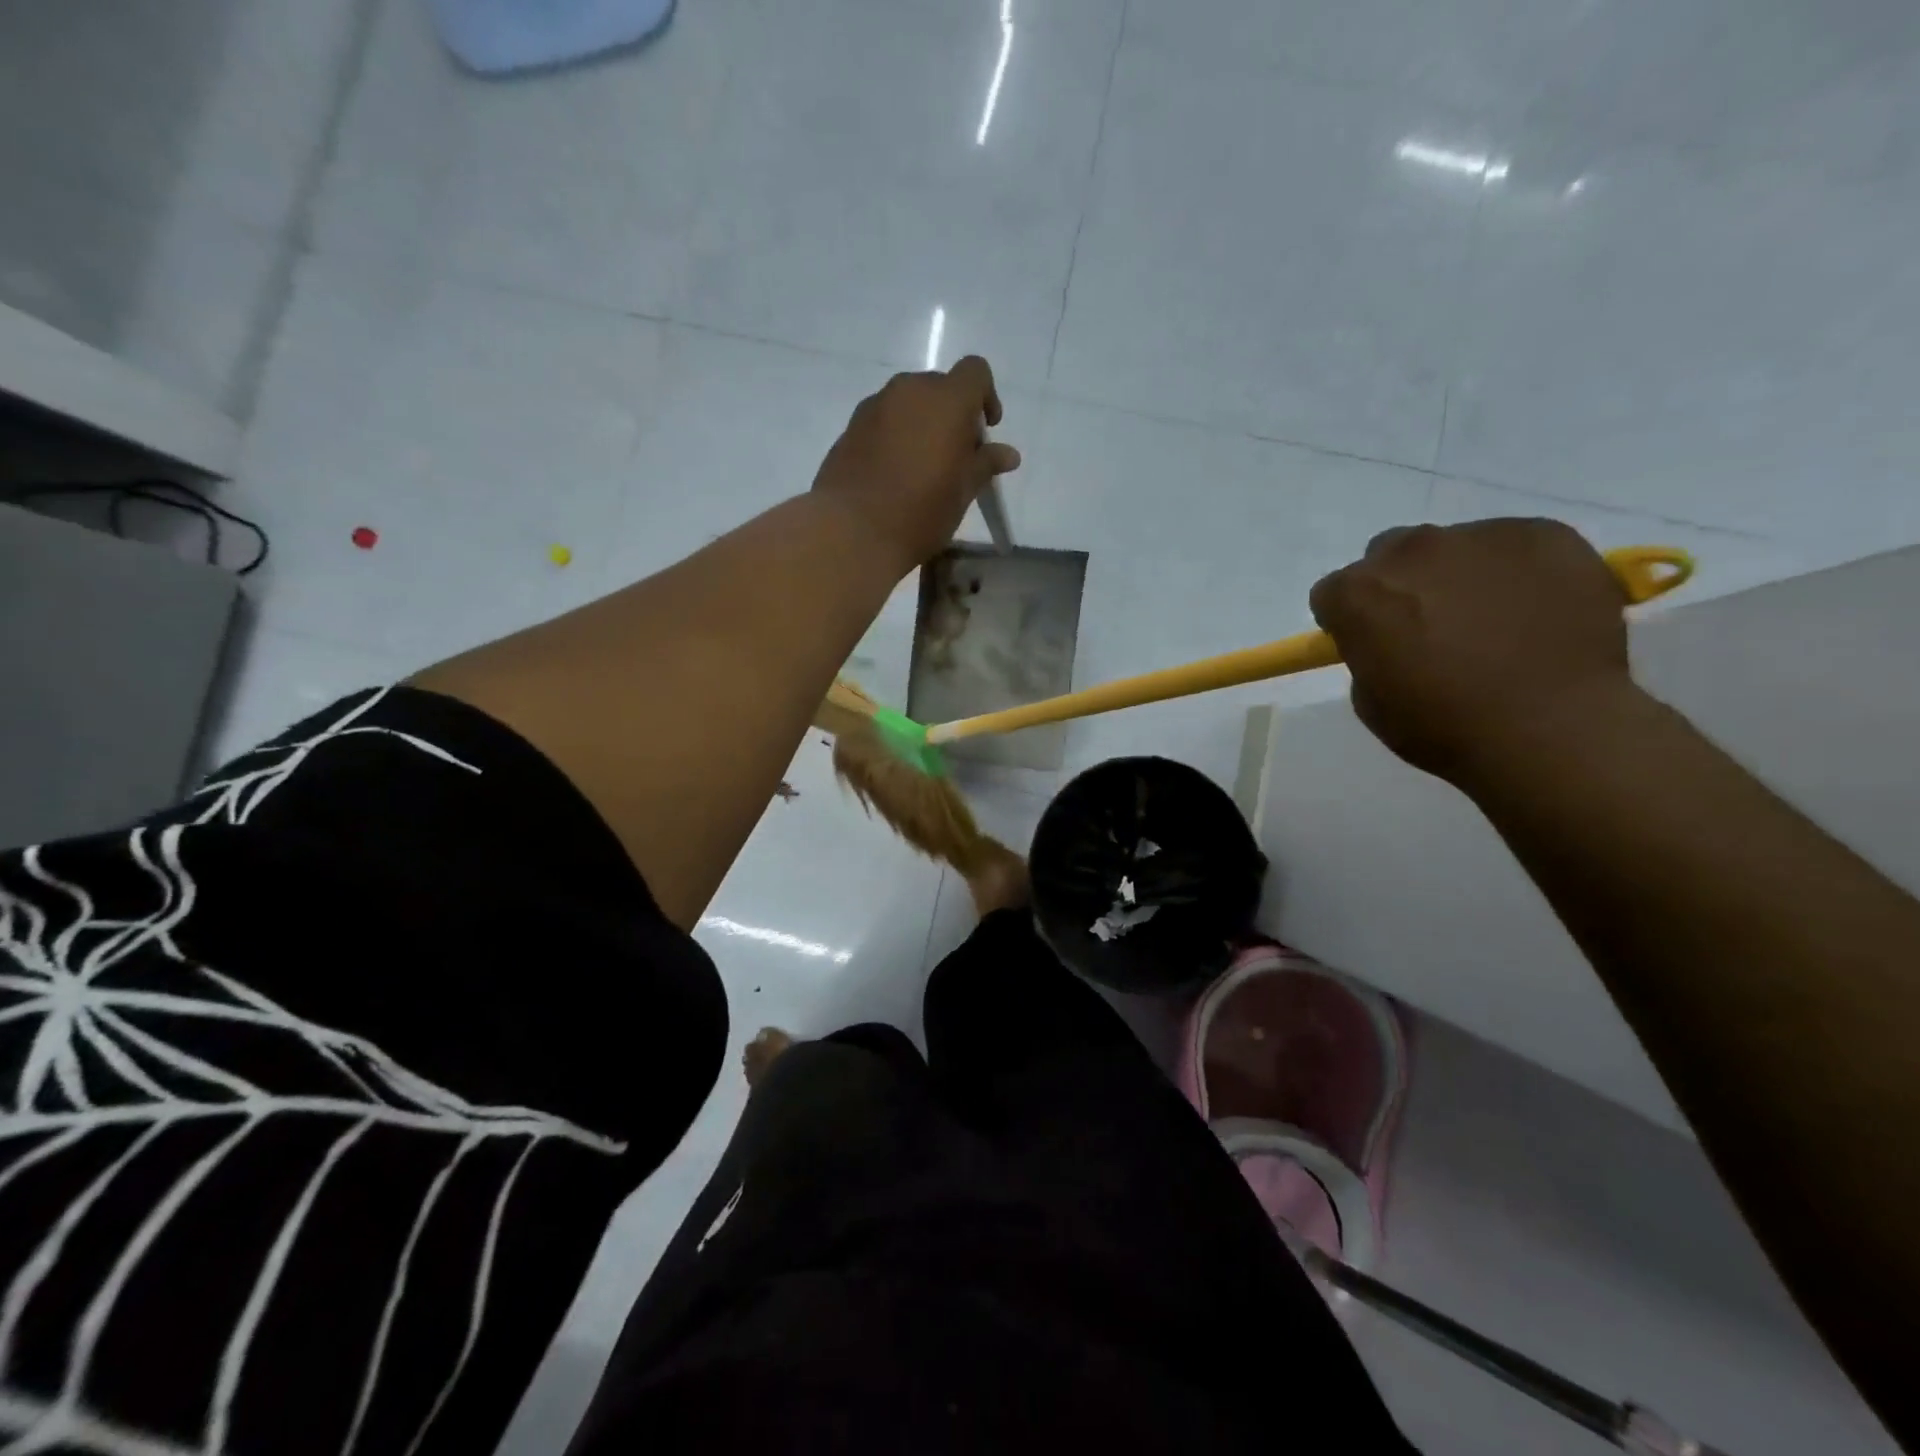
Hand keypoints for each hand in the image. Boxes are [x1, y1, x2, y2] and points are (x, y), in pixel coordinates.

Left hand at [812, 356, 1021, 573]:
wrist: (853, 532)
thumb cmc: (921, 511)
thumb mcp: (963, 492)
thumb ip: (985, 464)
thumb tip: (1008, 454)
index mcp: (946, 399)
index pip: (975, 372)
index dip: (986, 396)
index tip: (985, 431)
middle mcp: (909, 390)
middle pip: (939, 387)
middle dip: (952, 414)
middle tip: (955, 457)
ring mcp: (874, 406)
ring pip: (908, 404)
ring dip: (921, 424)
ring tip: (922, 468)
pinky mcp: (850, 428)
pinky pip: (883, 422)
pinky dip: (894, 437)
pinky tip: (893, 475)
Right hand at [1308, 519, 1634, 784]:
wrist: (1552, 729)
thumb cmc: (1444, 726)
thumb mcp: (1371, 701)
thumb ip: (1370, 652)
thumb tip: (1391, 637)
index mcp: (1358, 593)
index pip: (1333, 593)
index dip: (1349, 621)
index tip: (1371, 645)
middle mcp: (1411, 551)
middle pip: (1389, 555)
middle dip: (1399, 586)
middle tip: (1429, 628)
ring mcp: (1480, 536)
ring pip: (1453, 548)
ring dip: (1457, 577)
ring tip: (1493, 623)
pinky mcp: (1544, 534)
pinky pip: (1514, 546)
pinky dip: (1514, 572)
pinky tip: (1534, 613)